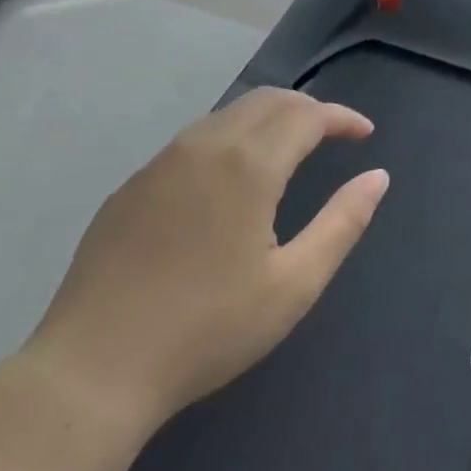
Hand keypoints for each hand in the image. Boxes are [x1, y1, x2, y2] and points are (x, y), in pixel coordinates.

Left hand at [21, 88, 388, 429]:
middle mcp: (205, 146)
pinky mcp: (132, 185)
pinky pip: (194, 139)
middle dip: (308, 109)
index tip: (365, 134)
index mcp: (248, 165)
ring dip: (268, 119)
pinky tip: (231, 179)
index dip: (342, 117)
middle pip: (268, 100)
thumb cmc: (207, 329)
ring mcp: (161, 162)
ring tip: (290, 150)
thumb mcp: (293, 285)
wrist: (93, 369)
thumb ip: (343, 223)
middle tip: (333, 136)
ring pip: (228, 114)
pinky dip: (230, 138)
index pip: (307, 115)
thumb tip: (377, 178)